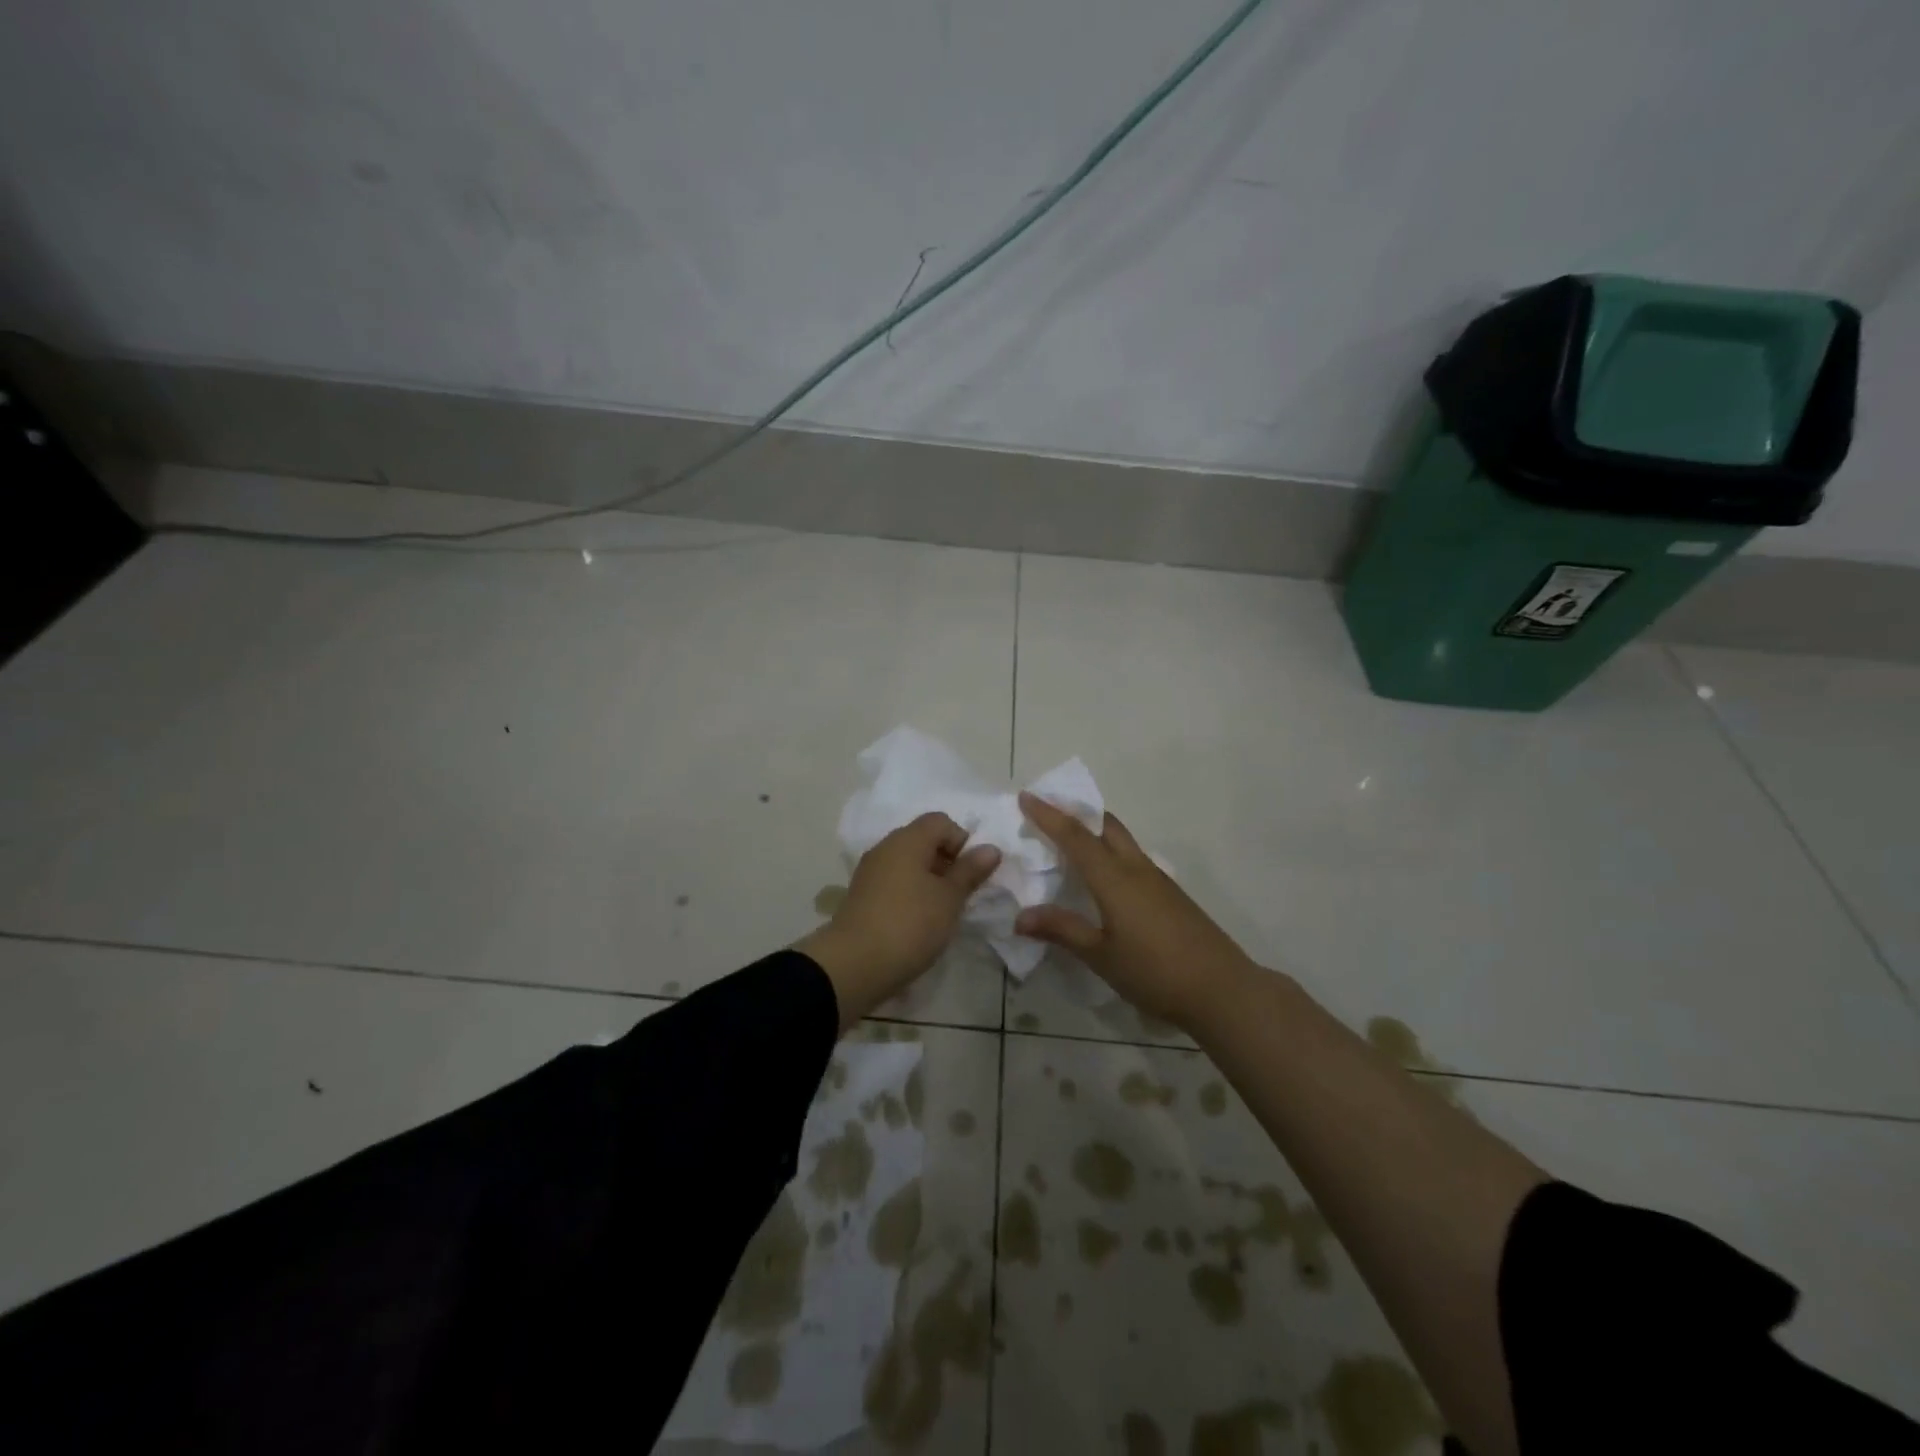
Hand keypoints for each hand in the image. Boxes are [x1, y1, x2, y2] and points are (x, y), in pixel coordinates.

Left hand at [795, 812, 1000, 1029]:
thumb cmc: (910, 925)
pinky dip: (911, 893)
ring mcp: (870, 872)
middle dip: (947, 861)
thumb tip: (990, 848)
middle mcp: (885, 848)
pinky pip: (894, 882)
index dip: (962, 840)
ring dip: (929, 880)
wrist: (854, 965)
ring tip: (942, 911)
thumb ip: (970, 871)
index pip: (940, 821)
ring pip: (908, 863)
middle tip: (961, 893)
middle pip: (923, 840)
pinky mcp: (862, 896)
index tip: (971, 872)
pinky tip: (919, 921)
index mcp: (907, 840)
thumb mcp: (949, 899)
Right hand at [1015, 792, 1254, 1029]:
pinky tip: (1103, 875)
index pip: (1076, 837)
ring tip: (1069, 839)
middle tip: (1048, 811)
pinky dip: (1110, 850)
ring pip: (1122, 839)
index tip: (1026, 796)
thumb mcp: (1101, 956)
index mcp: (1115, 878)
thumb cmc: (1155, 972)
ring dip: (1095, 829)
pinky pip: (1133, 857)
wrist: (1222, 990)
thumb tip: (1020, 916)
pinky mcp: (1170, 893)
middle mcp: (1136, 868)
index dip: (1049, 815)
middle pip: (1105, 825)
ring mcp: (1157, 879)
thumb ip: (1062, 930)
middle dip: (1076, 812)